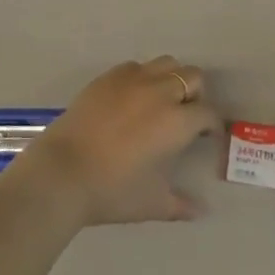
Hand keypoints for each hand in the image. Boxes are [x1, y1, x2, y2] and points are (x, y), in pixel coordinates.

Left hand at [5, 57, 220, 228]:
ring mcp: (132, 79)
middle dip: (195, 94)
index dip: (212, 124)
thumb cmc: (112, 190)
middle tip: (185, 117)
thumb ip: (180, 205)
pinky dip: (142, 78)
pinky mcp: (108, 76)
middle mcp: (160, 92)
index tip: (207, 136)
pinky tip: (132, 99)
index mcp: (176, 121)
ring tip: (161, 102)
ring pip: (166, 63)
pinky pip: (136, 67)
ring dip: (171, 79)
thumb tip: (200, 210)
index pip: (207, 112)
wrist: (63, 171)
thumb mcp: (151, 203)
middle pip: (192, 76)